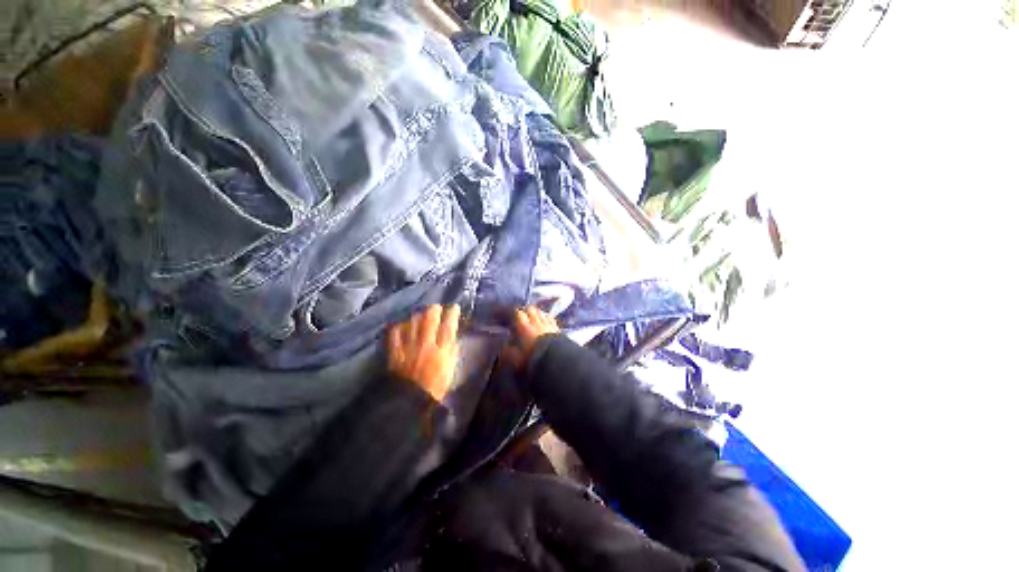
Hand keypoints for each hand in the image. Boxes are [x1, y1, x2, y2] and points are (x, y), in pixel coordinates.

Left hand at [387, 304, 460, 401]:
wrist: (408, 402)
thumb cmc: (433, 389)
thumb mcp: (449, 372)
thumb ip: (451, 354)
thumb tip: (453, 340)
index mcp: (441, 351)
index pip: (448, 328)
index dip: (452, 315)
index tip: (454, 307)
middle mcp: (425, 345)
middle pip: (430, 321)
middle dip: (434, 310)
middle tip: (436, 306)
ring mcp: (408, 347)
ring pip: (412, 323)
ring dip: (417, 315)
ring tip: (419, 313)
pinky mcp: (394, 352)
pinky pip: (394, 334)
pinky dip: (397, 327)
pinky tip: (400, 324)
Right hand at [502, 306, 559, 370]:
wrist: (555, 362)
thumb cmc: (532, 360)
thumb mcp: (515, 359)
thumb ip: (508, 351)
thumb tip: (504, 345)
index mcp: (524, 327)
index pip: (518, 313)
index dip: (514, 314)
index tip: (511, 318)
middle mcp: (536, 322)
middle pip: (531, 309)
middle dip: (526, 311)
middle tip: (523, 317)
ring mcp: (548, 324)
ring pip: (541, 313)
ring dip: (537, 313)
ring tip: (534, 318)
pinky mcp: (558, 329)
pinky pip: (551, 319)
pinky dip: (547, 318)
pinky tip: (546, 322)